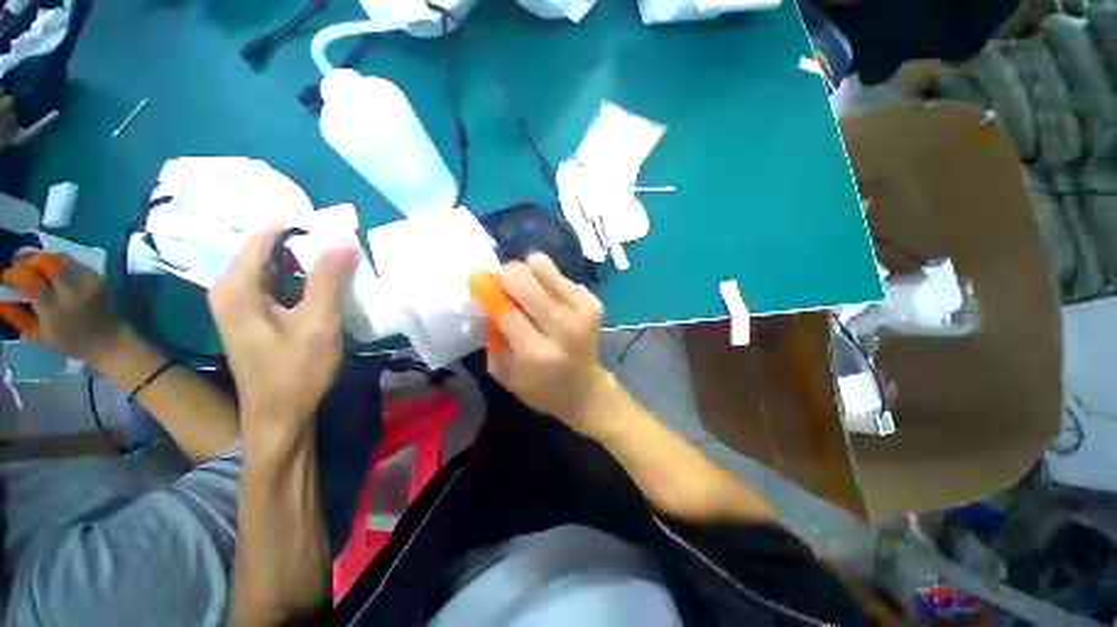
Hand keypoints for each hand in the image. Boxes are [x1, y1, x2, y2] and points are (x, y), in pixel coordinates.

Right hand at [0, 253, 126, 364]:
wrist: (108, 341)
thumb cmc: (70, 342)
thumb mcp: (37, 335)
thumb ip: (18, 316)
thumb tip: (2, 299)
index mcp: (55, 308)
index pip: (30, 281)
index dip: (14, 275)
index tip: (7, 278)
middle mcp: (73, 290)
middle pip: (47, 262)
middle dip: (29, 260)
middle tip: (19, 265)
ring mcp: (88, 281)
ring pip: (61, 258)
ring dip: (44, 259)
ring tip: (34, 267)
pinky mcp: (99, 277)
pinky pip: (74, 262)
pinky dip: (59, 263)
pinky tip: (52, 272)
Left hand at [208, 224, 357, 440]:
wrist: (279, 415)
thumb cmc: (296, 371)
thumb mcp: (318, 324)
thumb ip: (328, 281)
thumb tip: (342, 241)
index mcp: (237, 287)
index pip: (265, 237)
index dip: (300, 229)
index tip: (336, 230)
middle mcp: (229, 290)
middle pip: (268, 251)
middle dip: (306, 246)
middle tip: (344, 249)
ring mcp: (238, 305)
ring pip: (274, 268)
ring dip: (306, 264)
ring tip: (341, 265)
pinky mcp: (252, 317)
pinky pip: (275, 285)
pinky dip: (300, 280)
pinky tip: (325, 288)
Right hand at [489, 254, 618, 438]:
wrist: (586, 390)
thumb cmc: (540, 387)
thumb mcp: (504, 372)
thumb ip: (491, 336)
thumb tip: (486, 297)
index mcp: (536, 353)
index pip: (505, 309)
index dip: (488, 291)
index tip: (478, 283)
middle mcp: (561, 328)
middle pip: (523, 279)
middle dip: (507, 277)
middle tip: (505, 288)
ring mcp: (581, 311)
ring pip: (541, 266)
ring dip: (528, 273)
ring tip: (528, 291)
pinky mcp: (592, 302)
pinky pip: (558, 274)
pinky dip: (547, 281)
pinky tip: (549, 299)